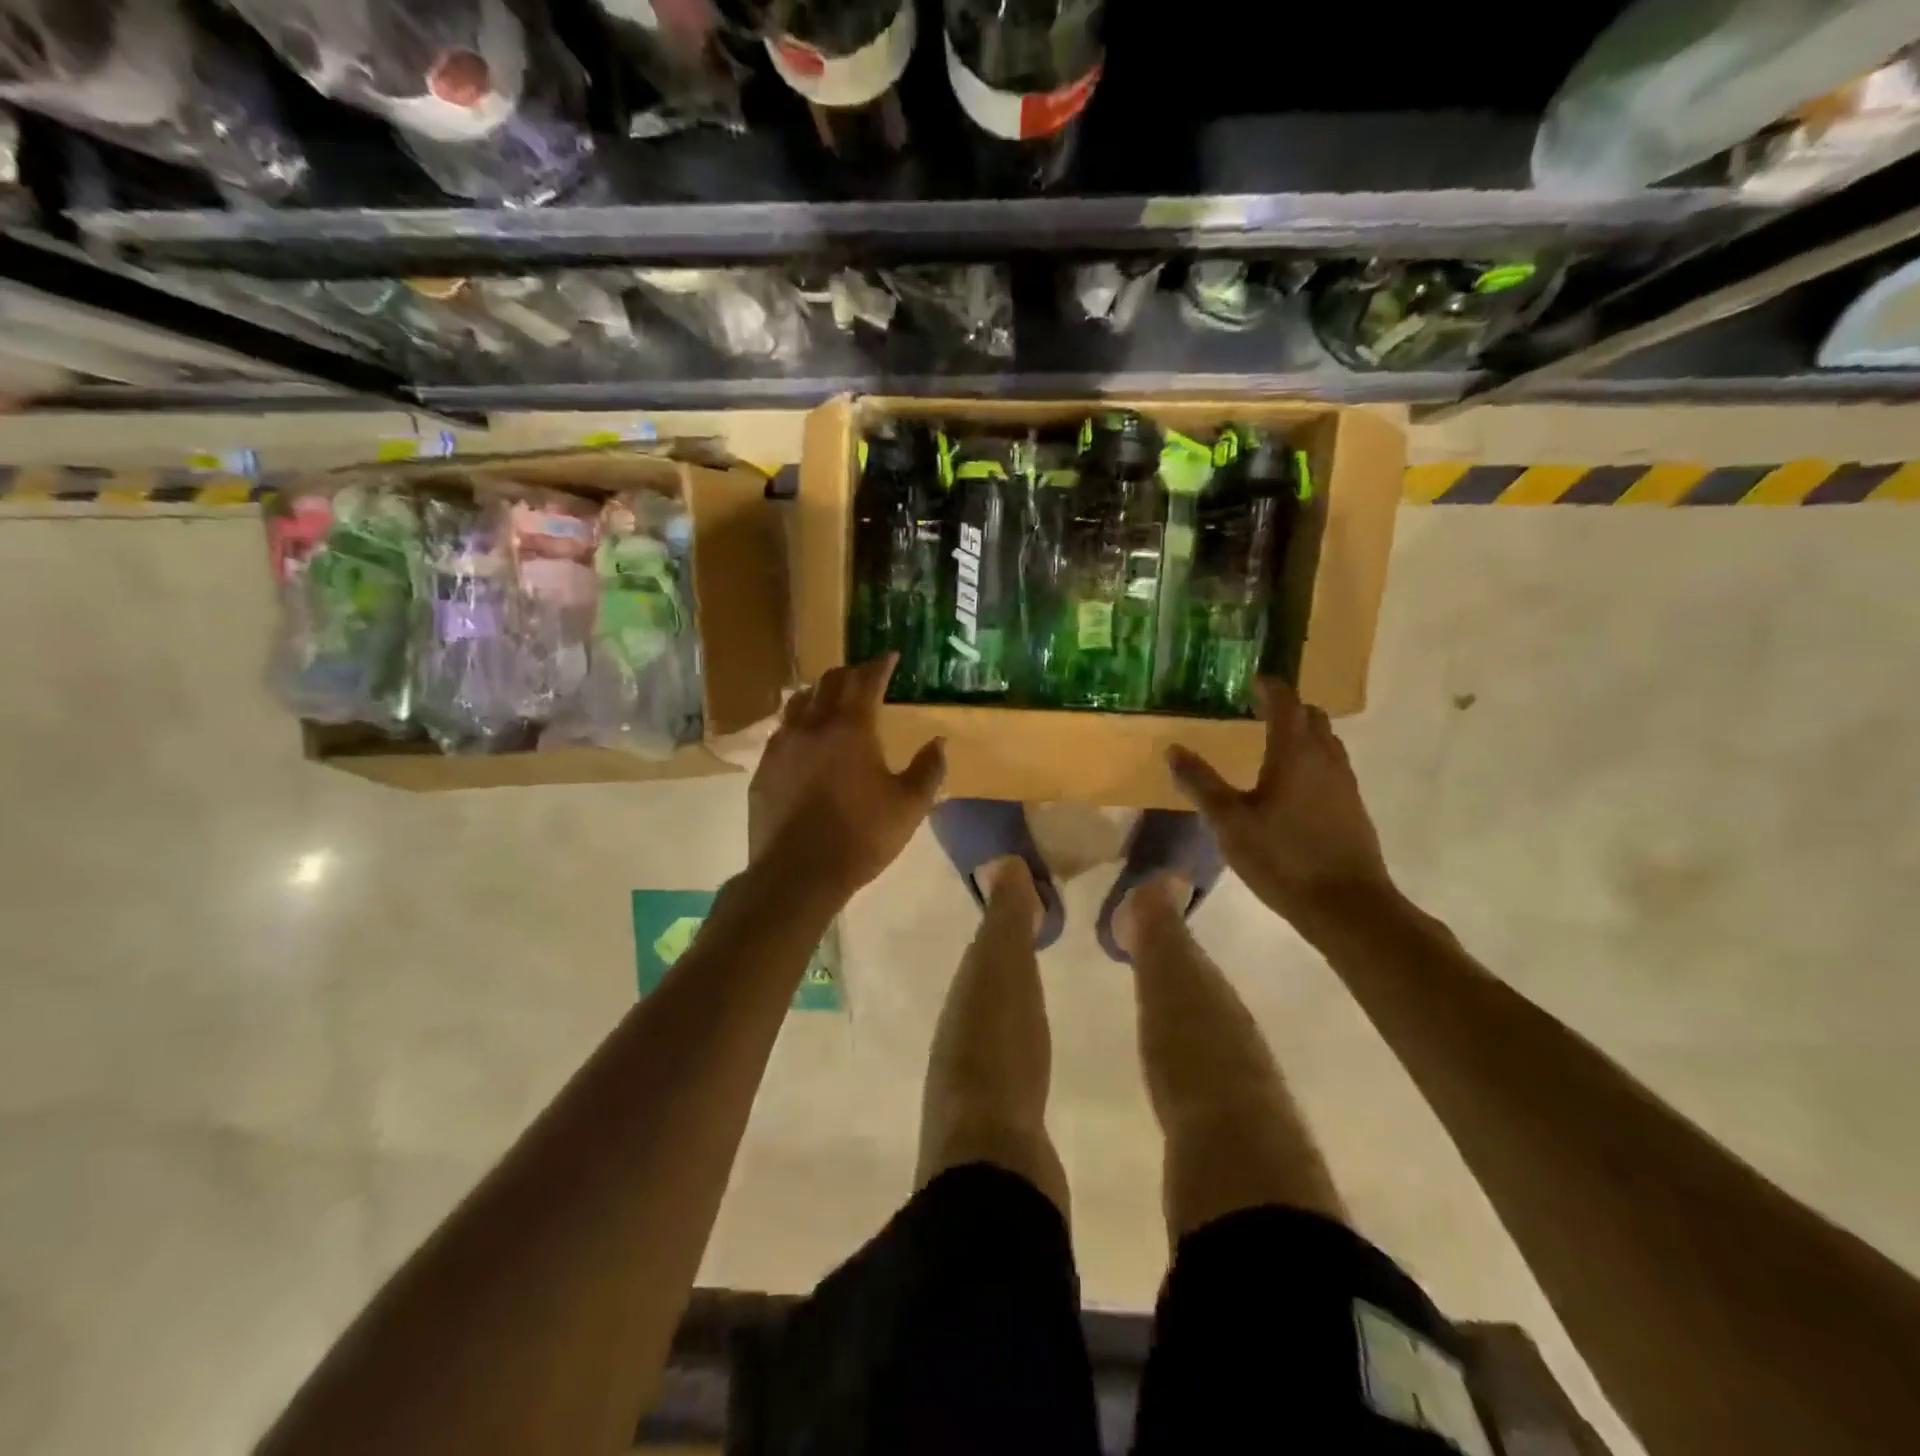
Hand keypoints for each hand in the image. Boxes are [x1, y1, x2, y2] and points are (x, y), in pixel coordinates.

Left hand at [749, 655, 945, 901]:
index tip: (890, 656)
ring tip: (830, 697)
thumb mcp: (909, 806)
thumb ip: (929, 769)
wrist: (798, 873)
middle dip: (849, 673)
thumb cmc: (861, 836)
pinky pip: (782, 730)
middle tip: (864, 675)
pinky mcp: (764, 768)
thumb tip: (940, 741)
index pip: (866, 681)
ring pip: (799, 701)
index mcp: (851, 728)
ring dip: (819, 692)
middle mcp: (813, 725)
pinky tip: (803, 736)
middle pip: (829, 682)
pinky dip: (798, 721)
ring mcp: (783, 745)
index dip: (880, 665)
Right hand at [1168, 678, 1393, 923]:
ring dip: (1302, 733)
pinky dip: (1311, 759)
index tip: (1252, 680)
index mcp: (1294, 753)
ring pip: (1326, 741)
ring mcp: (1344, 783)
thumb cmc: (1282, 857)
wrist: (1347, 905)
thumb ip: (1200, 783)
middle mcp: (1325, 758)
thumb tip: (1173, 749)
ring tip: (1273, 744)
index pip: (1285, 702)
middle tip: (1258, 711)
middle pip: (1311, 716)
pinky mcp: (1352, 807)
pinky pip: (1332, 766)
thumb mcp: (1229, 822)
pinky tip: (1292, 785)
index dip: (1269, 687)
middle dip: (1287, 707)